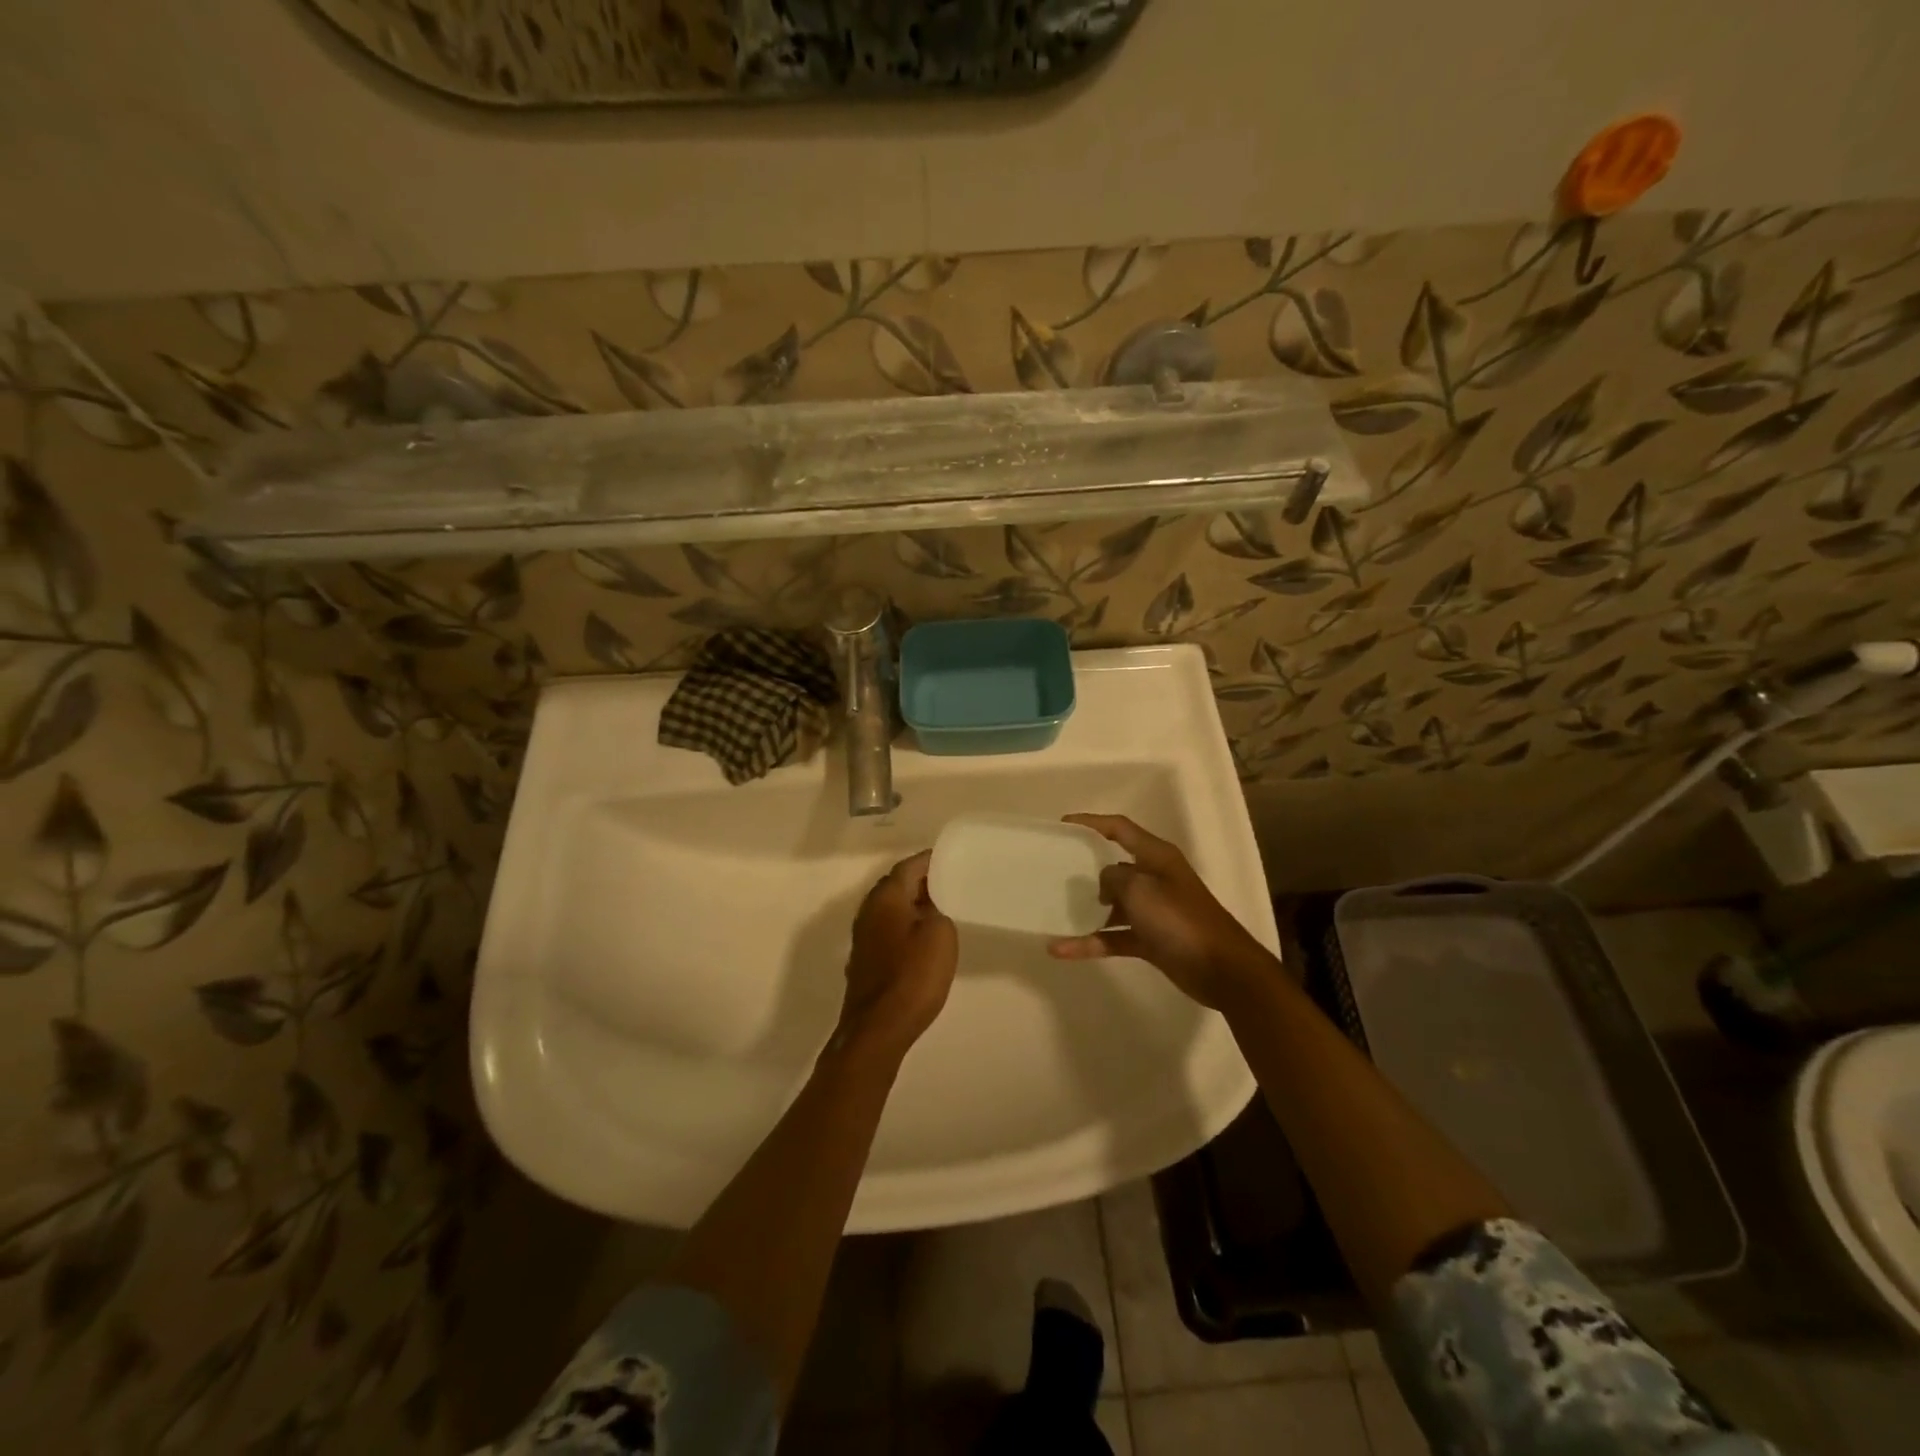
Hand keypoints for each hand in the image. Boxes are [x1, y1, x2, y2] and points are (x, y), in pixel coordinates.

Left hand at [836, 850, 958, 1058]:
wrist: (878, 1028)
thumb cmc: (913, 975)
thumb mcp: (940, 935)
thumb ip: (938, 910)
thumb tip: (929, 906)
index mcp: (886, 897)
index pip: (908, 866)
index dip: (930, 861)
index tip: (952, 860)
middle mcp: (868, 910)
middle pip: (896, 885)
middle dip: (922, 882)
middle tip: (951, 882)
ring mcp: (863, 937)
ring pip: (891, 909)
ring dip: (913, 905)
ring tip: (942, 909)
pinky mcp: (865, 960)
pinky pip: (888, 930)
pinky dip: (905, 927)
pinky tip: (922, 939)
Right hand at [1048, 814, 1274, 1009]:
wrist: (1221, 969)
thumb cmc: (1178, 918)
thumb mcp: (1139, 889)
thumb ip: (1113, 878)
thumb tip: (1105, 884)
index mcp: (1156, 856)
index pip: (1119, 828)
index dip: (1090, 822)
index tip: (1062, 825)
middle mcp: (1155, 878)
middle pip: (1114, 866)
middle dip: (1085, 869)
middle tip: (1054, 871)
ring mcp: (1153, 911)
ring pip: (1112, 905)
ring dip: (1086, 911)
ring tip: (1054, 912)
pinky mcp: (1151, 940)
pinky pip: (1114, 936)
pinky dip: (1092, 942)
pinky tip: (1061, 949)